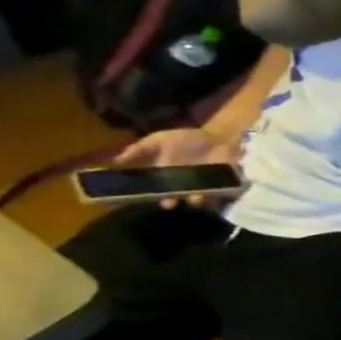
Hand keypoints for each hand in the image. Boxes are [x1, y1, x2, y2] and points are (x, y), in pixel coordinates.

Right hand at [113, 127, 241, 208]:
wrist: (220, 137)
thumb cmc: (188, 139)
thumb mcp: (160, 140)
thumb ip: (140, 149)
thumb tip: (115, 160)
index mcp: (166, 177)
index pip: (154, 191)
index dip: (149, 195)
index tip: (143, 197)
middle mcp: (184, 186)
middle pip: (176, 199)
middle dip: (172, 201)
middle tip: (171, 201)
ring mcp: (204, 187)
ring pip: (198, 200)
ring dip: (196, 200)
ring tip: (196, 197)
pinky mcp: (224, 187)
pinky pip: (220, 196)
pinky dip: (217, 195)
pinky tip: (214, 192)